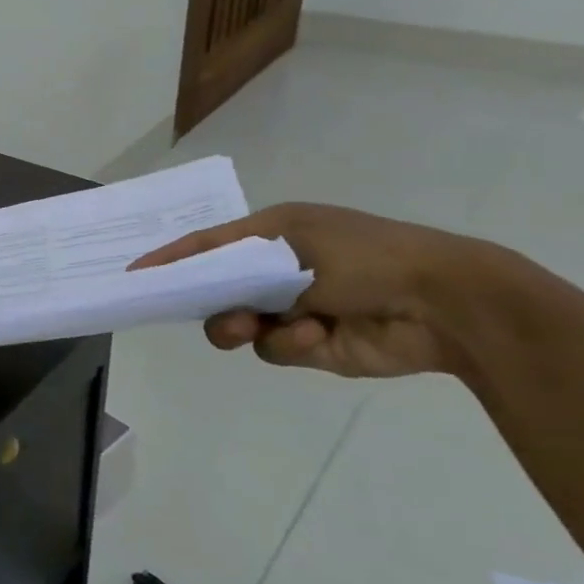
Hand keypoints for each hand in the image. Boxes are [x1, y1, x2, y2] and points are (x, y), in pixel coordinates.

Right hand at [130, 203, 481, 378]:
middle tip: (201, 309)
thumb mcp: (289, 240)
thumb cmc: (365, 255)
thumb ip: (231, 259)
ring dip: (241, 325)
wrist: (447, 304)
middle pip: (216, 290)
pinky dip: (289, 343)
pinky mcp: (313, 345)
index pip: (207, 246)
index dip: (172, 258)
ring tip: (256, 326)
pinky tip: (317, 334)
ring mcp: (294, 309)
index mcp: (272, 235)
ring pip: (236, 324)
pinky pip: (274, 348)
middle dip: (208, 300)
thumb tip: (192, 275)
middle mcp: (277, 271)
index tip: (136, 274)